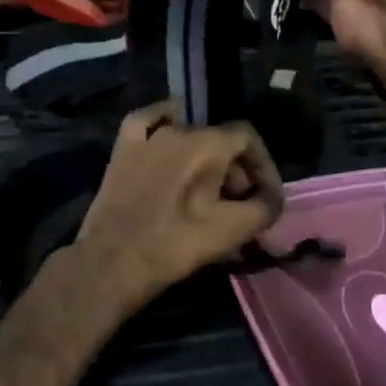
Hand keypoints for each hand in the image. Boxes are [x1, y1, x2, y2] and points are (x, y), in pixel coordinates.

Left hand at [74, 102, 283, 311]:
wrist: (112, 262)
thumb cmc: (175, 245)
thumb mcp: (232, 231)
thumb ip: (263, 208)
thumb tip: (272, 199)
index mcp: (207, 143)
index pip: (248, 138)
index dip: (263, 166)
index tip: (266, 197)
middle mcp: (178, 128)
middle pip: (219, 140)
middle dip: (235, 171)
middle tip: (238, 206)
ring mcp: (146, 136)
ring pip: (187, 136)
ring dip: (205, 160)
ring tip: (208, 192)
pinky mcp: (122, 149)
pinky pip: (147, 123)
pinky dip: (163, 125)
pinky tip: (168, 134)